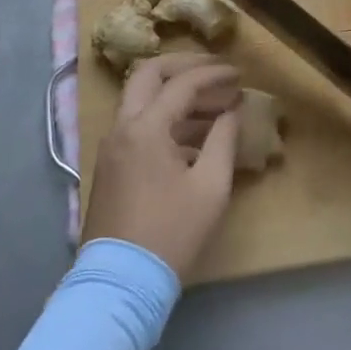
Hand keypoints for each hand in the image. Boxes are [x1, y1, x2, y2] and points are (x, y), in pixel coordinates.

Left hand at [81, 52, 241, 278]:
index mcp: (145, 128)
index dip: (213, 75)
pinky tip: (195, 136)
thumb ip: (223, 140)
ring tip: (215, 105)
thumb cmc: (170, 233)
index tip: (239, 73)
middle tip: (215, 71)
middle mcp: (122, 127)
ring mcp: (112, 145)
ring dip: (176, 93)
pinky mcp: (111, 164)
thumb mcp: (210, 188)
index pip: (182, 84)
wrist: (120, 283)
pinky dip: (165, 117)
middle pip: (149, 75)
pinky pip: (138, 123)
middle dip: (184, 66)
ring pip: (141, 99)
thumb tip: (231, 112)